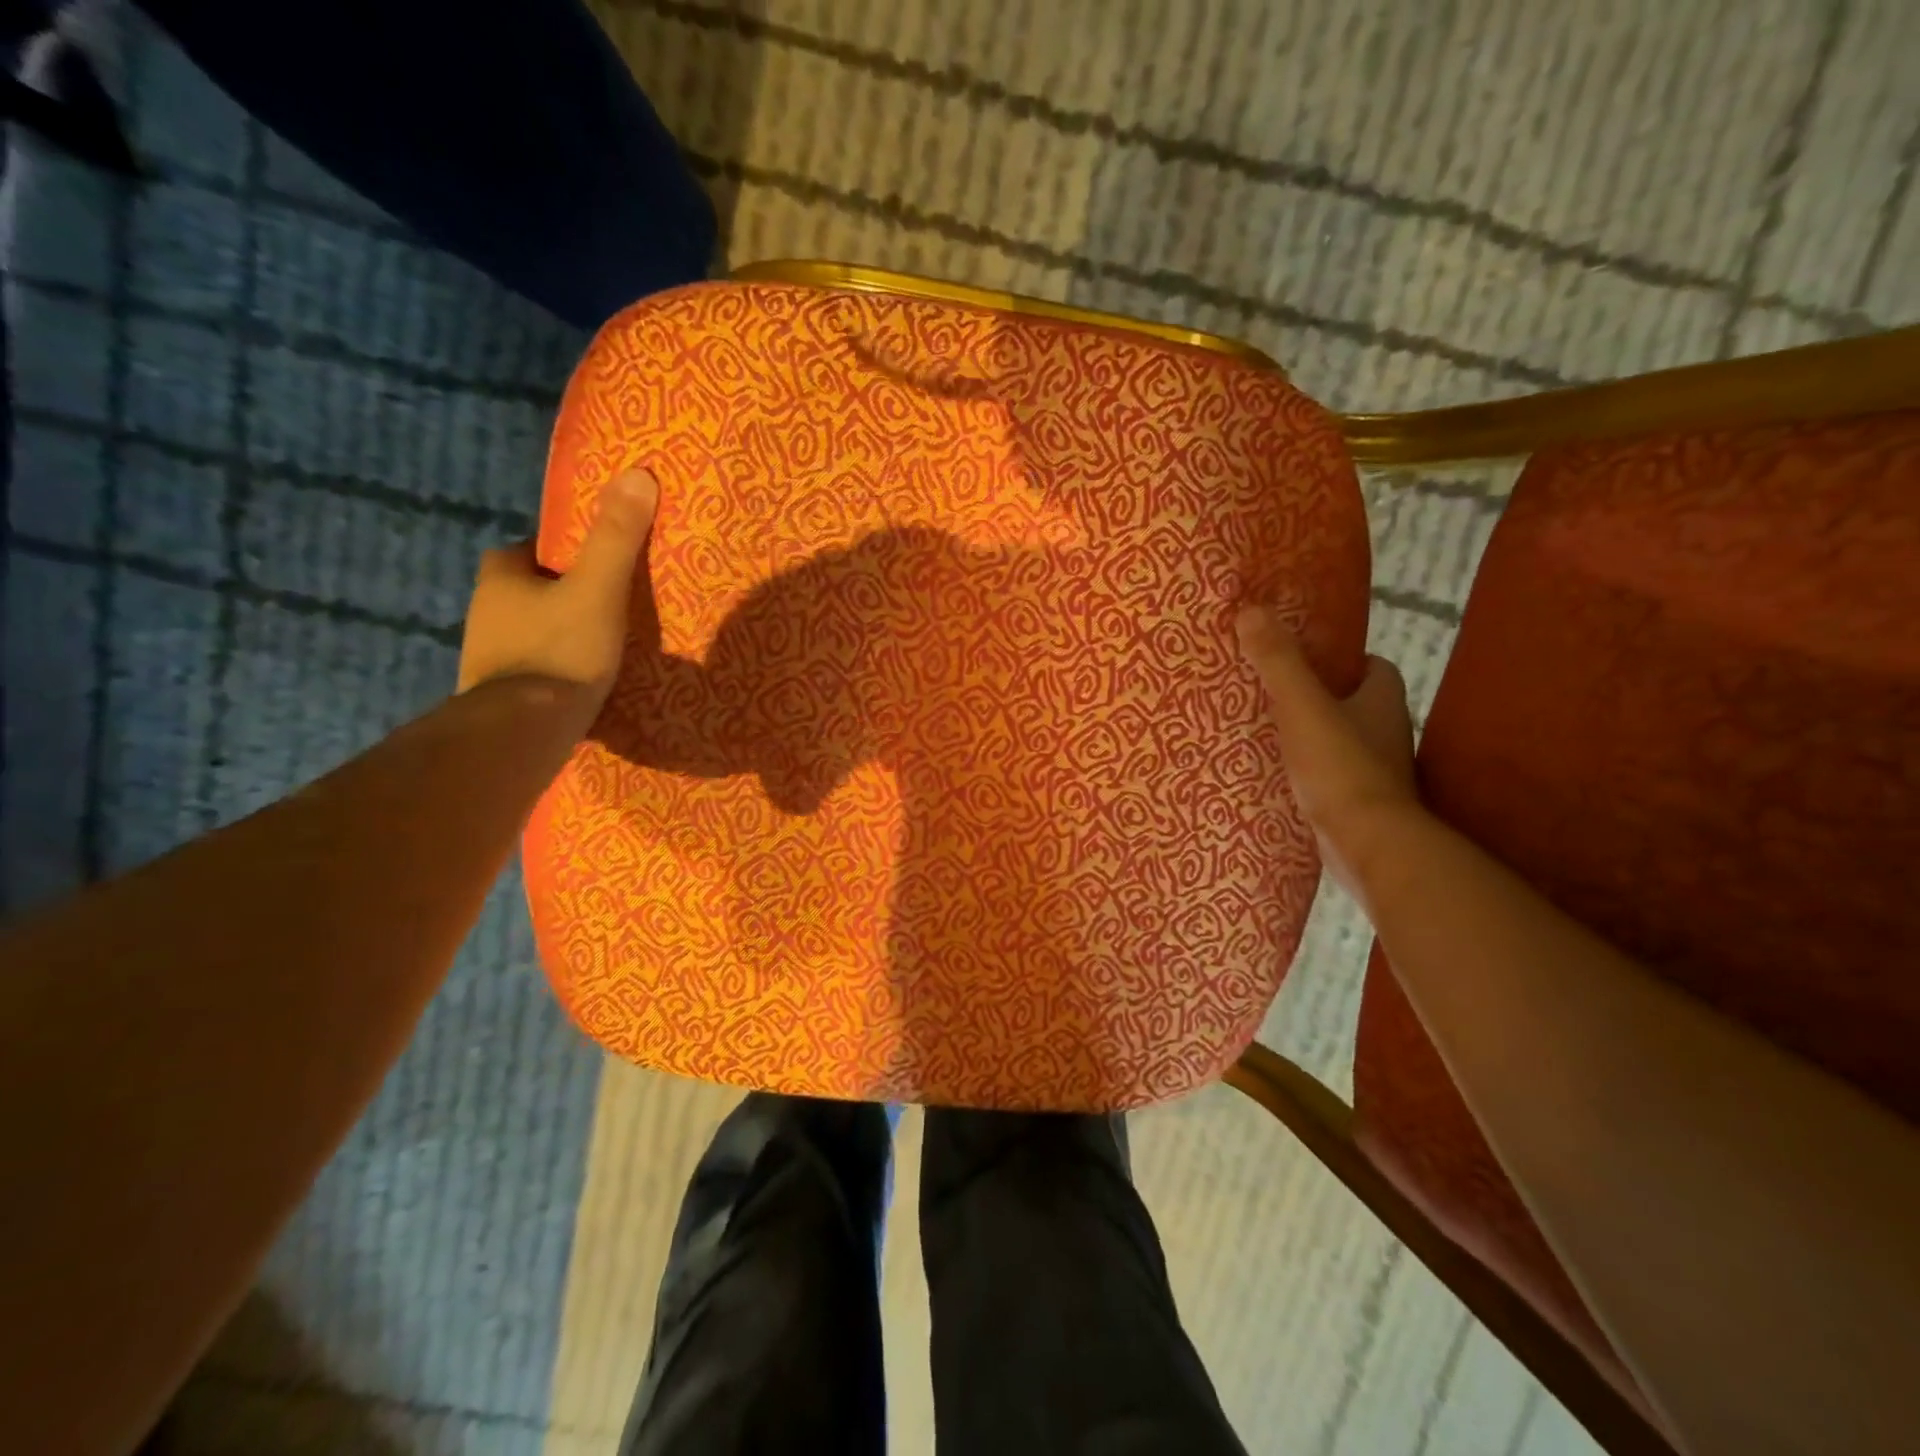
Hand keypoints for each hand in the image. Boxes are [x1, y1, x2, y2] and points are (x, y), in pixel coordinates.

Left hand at [458, 468, 659, 717]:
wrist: (524, 731)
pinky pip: (528, 669)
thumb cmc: (561, 650)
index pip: (523, 551)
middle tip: (598, 603)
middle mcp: (483, 613)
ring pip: (523, 632)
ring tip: (595, 644)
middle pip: (522, 592)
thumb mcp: (599, 589)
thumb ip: (617, 538)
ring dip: (551, 633)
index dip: (553, 553)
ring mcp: (486, 658)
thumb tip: (638, 474)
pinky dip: (549, 669)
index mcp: (500, 579)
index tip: (586, 563)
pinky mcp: (497, 696)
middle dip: (553, 594)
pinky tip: (577, 681)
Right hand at [1236, 606, 1417, 894]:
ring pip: (1342, 740)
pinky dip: (1311, 772)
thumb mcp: (1301, 706)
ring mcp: (1376, 770)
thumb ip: (1278, 661)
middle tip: (1273, 693)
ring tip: (1267, 732)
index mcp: (1382, 699)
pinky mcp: (1359, 803)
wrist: (1367, 844)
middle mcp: (1386, 731)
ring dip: (1313, 736)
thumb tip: (1251, 610)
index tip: (1303, 659)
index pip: (1371, 666)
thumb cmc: (1340, 766)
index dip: (1341, 659)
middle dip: (1320, 697)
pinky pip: (1330, 774)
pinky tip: (1277, 775)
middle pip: (1353, 702)